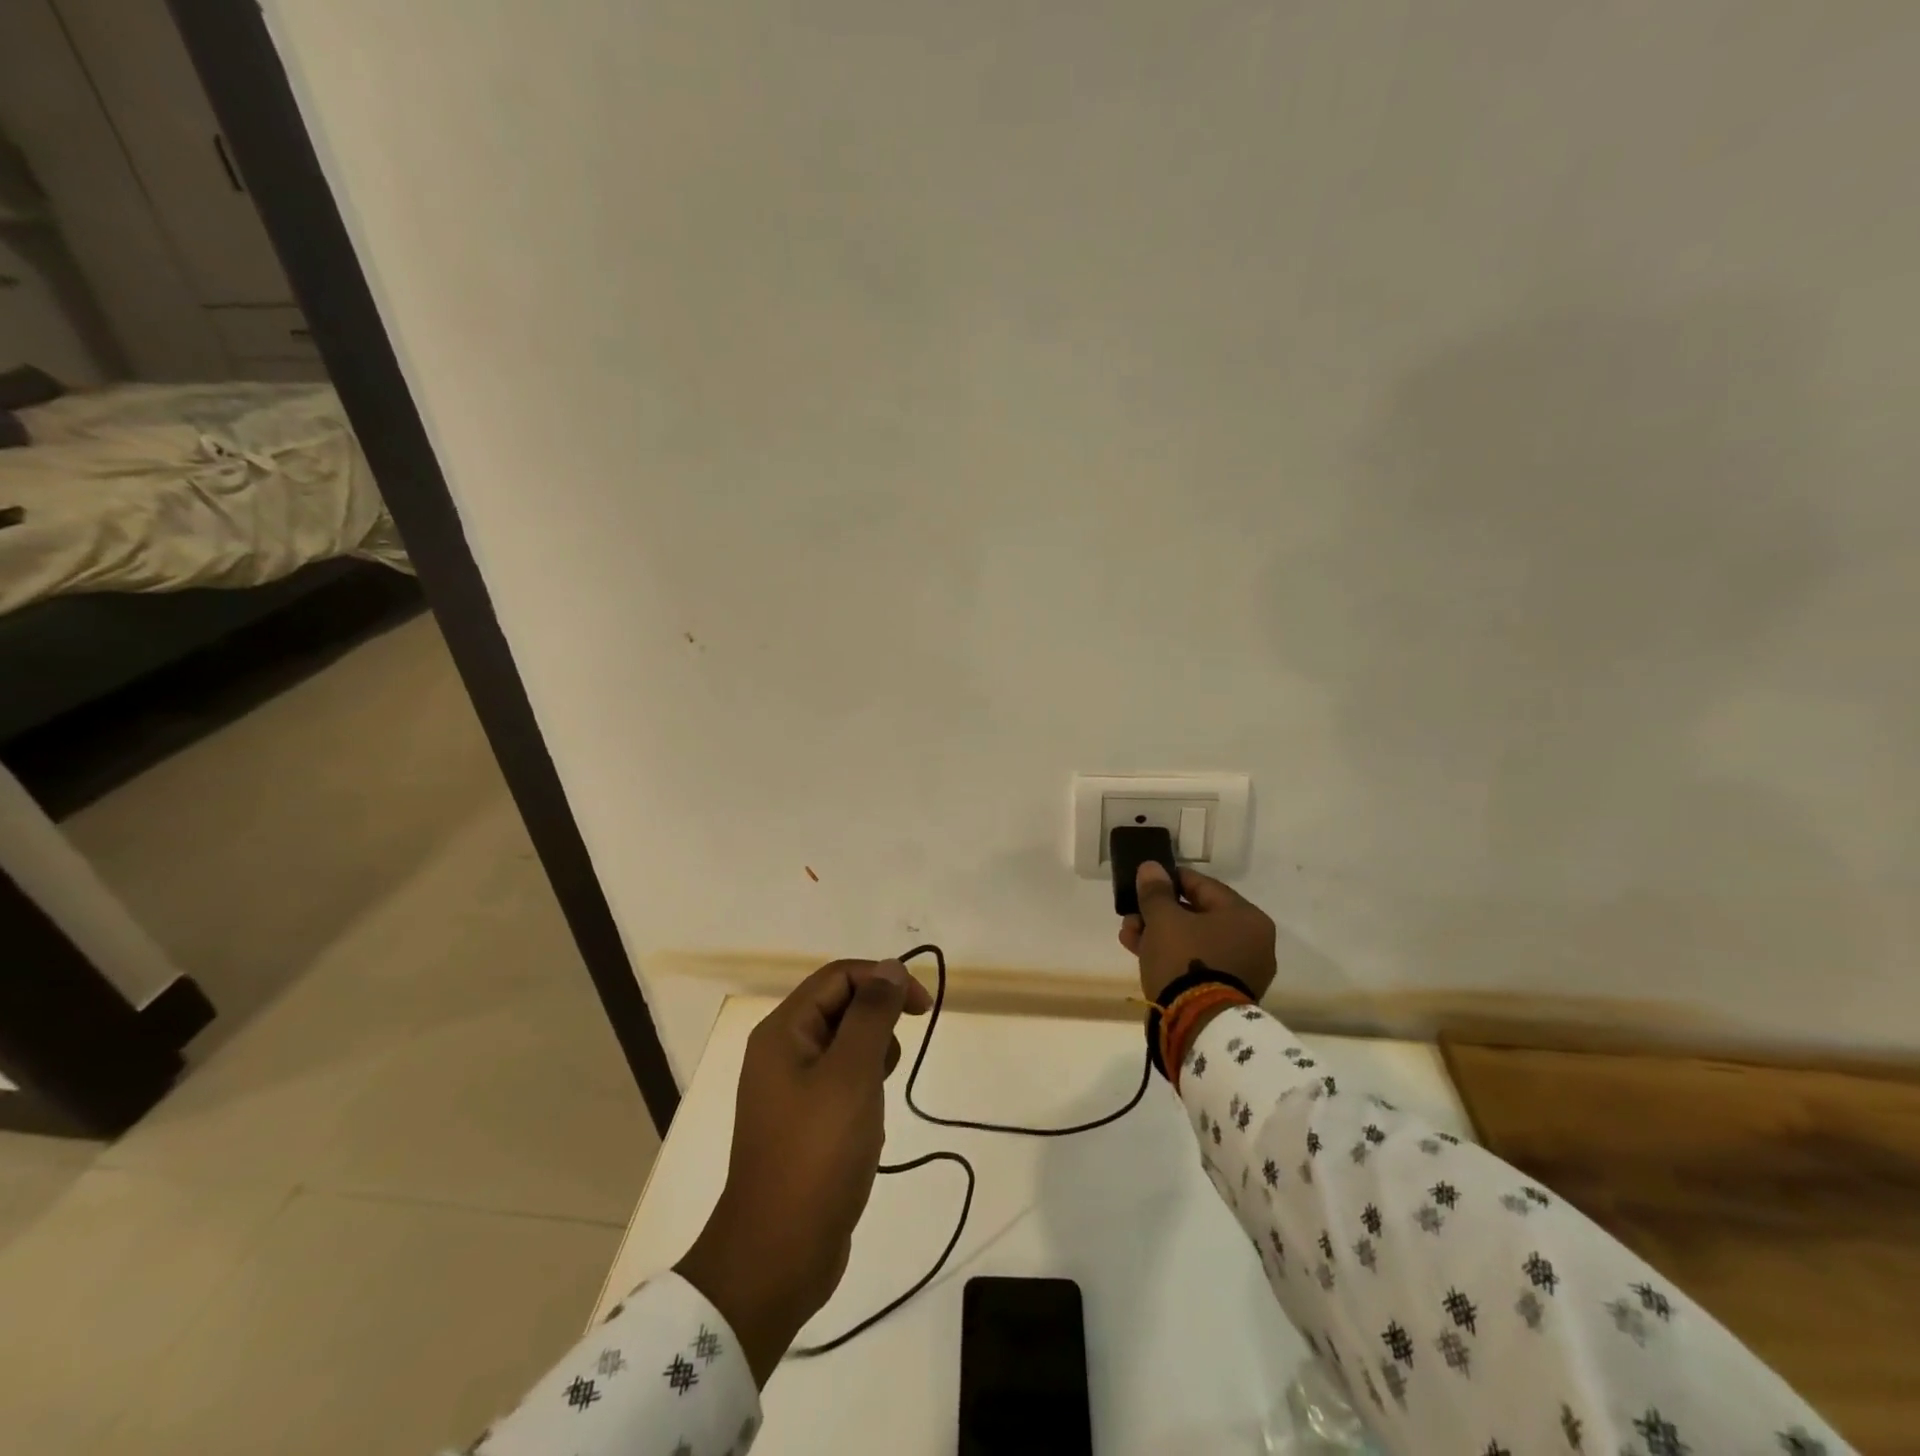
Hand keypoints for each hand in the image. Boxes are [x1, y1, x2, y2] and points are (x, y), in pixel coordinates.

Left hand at [676, 958, 930, 1384]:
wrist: (777, 1257)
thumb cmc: (816, 1155)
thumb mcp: (852, 1075)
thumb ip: (872, 1014)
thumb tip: (890, 967)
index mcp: (783, 1032)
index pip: (839, 977)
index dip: (883, 980)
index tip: (923, 1008)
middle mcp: (781, 1052)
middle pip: (840, 1008)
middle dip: (877, 1025)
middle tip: (891, 1065)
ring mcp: (789, 1090)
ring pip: (845, 1047)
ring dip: (872, 1062)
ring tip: (875, 1102)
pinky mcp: (802, 1123)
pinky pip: (841, 1084)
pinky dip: (863, 1093)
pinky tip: (868, 1129)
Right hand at [1118, 862, 1277, 1002]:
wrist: (1197, 1025)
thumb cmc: (1185, 959)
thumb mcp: (1163, 919)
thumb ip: (1156, 891)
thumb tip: (1151, 868)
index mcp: (1247, 917)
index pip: (1203, 885)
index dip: (1169, 880)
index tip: (1144, 882)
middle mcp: (1253, 942)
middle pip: (1197, 915)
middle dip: (1159, 913)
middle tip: (1131, 914)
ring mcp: (1243, 970)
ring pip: (1194, 941)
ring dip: (1160, 935)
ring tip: (1128, 936)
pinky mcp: (1227, 993)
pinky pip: (1197, 963)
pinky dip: (1172, 956)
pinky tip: (1141, 953)